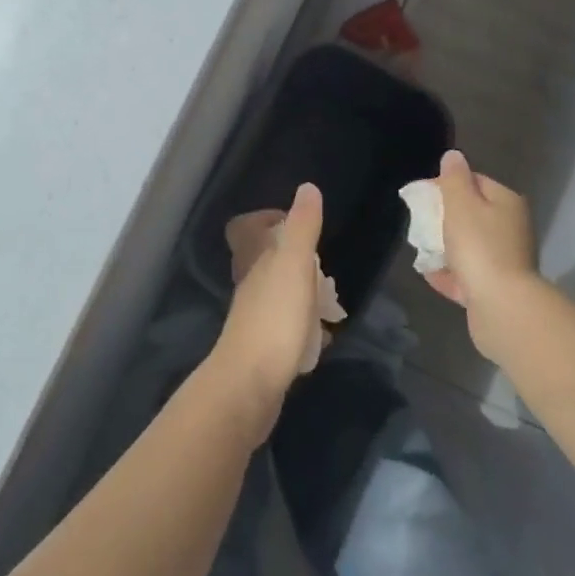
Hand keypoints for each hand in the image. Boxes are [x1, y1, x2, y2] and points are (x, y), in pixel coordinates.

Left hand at [211, 184, 337, 424]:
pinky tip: (322, 338)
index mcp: (254, 261)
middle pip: (266, 261)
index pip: (245, 229)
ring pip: (278, 294)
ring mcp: (256, 319)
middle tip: (322, 267)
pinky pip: (286, 328)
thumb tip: (307, 188)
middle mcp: (251, 286)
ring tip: (329, 302)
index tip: (296, 222)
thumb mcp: (293, 265)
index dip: (266, 219)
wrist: (250, 387)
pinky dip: (304, 327)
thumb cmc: (274, 318)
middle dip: (294, 259)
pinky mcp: (265, 350)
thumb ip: (302, 227)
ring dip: (302, 293)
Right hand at [427, 150, 545, 362]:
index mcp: (507, 203)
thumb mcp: (461, 204)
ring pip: (469, 246)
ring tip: (422, 250)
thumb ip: (454, 178)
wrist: (502, 307)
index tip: (422, 196)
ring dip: (445, 247)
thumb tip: (453, 155)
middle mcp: (511, 228)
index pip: (475, 181)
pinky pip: (467, 275)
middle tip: (420, 224)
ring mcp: (505, 260)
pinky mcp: (496, 289)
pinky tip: (430, 274)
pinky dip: (449, 273)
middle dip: (444, 218)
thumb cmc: (479, 246)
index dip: (446, 184)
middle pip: (472, 214)